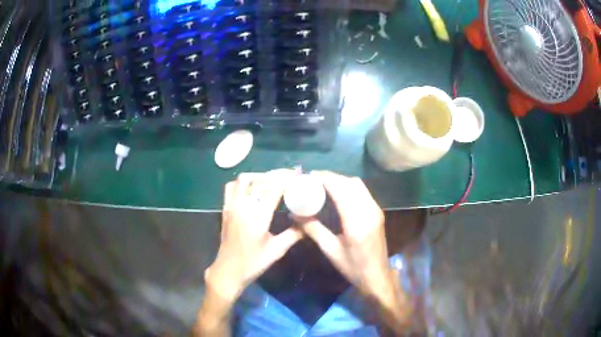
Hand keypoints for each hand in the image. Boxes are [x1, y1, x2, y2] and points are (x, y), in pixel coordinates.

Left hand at [205, 169, 303, 302]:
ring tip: (271, 180)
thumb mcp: (276, 251)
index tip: (297, 173)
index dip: (286, 178)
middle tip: (289, 175)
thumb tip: (308, 221)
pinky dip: (242, 183)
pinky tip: (251, 189)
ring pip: (243, 180)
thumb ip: (293, 234)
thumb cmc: (253, 263)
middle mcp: (243, 207)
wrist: (228, 271)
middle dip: (275, 174)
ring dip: (258, 176)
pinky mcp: (225, 209)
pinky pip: (232, 187)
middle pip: (259, 180)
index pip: (273, 189)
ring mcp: (231, 206)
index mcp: (257, 217)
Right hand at [297, 171, 414, 332]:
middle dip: (332, 177)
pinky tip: (338, 193)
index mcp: (357, 222)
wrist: (377, 276)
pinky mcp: (378, 212)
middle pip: (351, 183)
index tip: (310, 176)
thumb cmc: (353, 267)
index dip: (326, 179)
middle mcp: (369, 211)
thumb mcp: (330, 250)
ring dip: (341, 180)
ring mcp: (376, 210)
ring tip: (323, 184)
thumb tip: (294, 215)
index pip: (341, 190)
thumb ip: (313, 230)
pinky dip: (349, 187)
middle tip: (314, 180)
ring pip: (358, 185)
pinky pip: (363, 192)